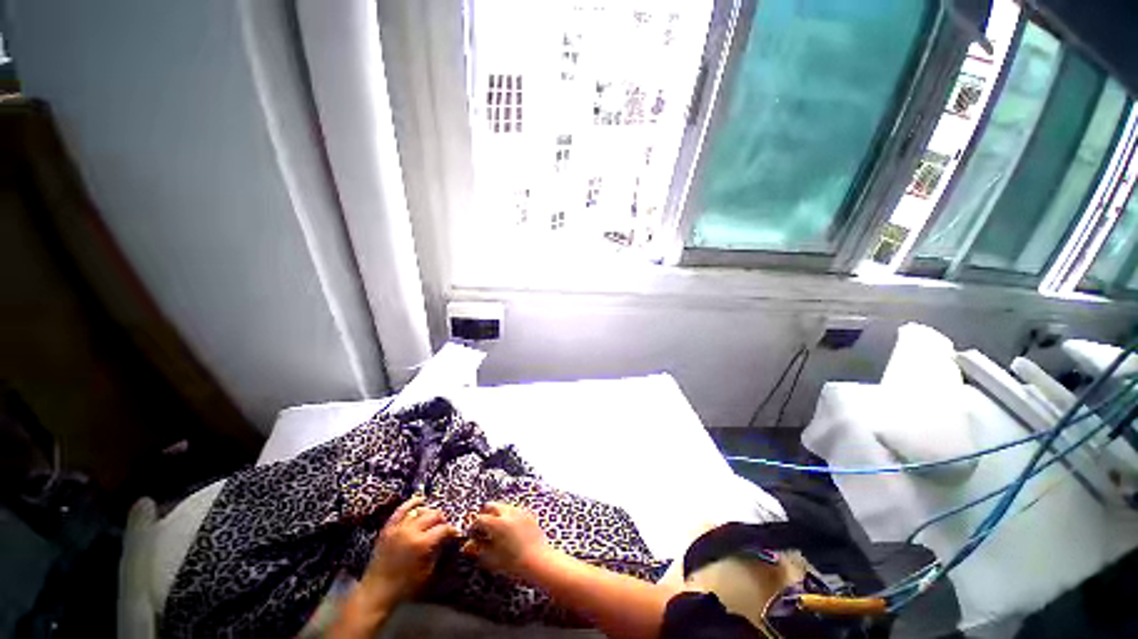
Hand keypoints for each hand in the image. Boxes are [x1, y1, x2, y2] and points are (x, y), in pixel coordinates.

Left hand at [358, 496, 457, 610]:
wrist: (376, 592)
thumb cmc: (405, 586)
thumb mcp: (427, 571)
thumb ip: (437, 551)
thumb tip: (446, 539)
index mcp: (422, 544)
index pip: (443, 529)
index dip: (451, 530)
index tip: (455, 534)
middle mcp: (411, 531)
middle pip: (433, 515)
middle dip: (442, 520)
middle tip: (444, 527)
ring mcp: (398, 528)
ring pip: (420, 511)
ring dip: (429, 513)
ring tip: (433, 519)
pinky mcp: (388, 528)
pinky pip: (400, 510)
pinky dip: (411, 503)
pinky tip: (419, 500)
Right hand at [461, 502, 552, 578]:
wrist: (539, 560)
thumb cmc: (514, 564)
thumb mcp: (493, 559)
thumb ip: (480, 548)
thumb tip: (468, 544)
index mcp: (497, 523)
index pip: (479, 519)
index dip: (473, 527)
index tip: (473, 535)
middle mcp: (508, 512)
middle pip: (491, 505)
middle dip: (485, 514)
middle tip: (483, 528)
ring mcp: (520, 511)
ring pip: (503, 506)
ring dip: (497, 514)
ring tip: (497, 529)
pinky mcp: (529, 513)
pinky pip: (515, 509)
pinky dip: (509, 515)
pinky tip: (510, 529)